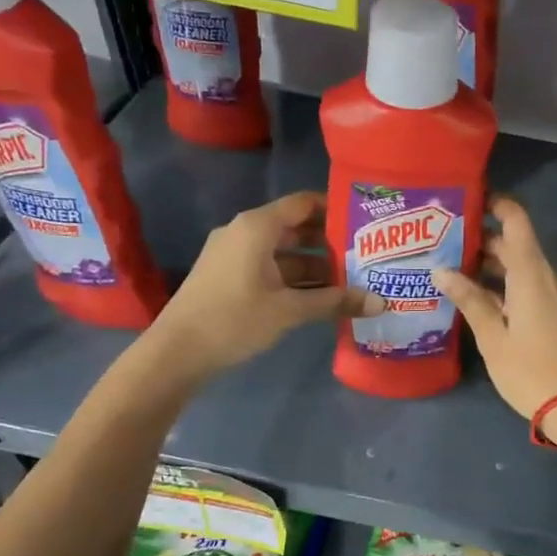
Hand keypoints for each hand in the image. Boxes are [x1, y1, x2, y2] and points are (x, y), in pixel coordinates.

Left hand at [157, 191, 378, 372]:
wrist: (175, 352)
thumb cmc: (234, 319)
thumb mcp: (290, 310)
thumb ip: (336, 302)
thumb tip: (381, 303)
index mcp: (257, 227)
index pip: (304, 203)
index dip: (335, 209)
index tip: (365, 222)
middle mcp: (245, 232)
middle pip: (296, 227)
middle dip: (331, 242)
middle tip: (366, 255)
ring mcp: (235, 255)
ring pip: (285, 252)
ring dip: (316, 265)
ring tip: (352, 280)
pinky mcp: (230, 276)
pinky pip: (271, 267)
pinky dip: (295, 278)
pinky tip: (321, 297)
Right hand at [432, 196, 556, 419]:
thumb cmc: (531, 371)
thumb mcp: (493, 337)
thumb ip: (470, 299)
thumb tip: (442, 270)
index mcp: (532, 272)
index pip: (515, 219)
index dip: (494, 203)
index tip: (466, 200)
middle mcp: (549, 275)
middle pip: (515, 246)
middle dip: (481, 242)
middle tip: (442, 245)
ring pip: (522, 268)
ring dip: (492, 267)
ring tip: (453, 273)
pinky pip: (532, 286)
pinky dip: (507, 285)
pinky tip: (480, 300)